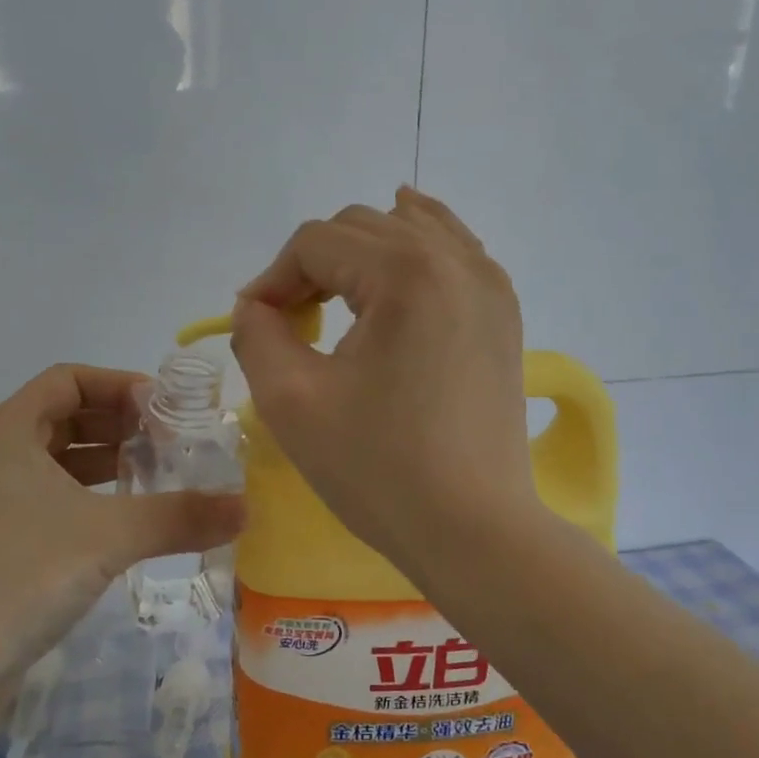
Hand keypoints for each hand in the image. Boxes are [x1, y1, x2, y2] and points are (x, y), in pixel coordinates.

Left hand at [0, 365, 244, 713]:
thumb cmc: (17, 577)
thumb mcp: (109, 537)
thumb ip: (181, 516)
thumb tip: (246, 507)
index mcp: (7, 431)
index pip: (69, 379)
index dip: (120, 385)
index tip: (166, 410)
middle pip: (62, 417)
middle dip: (118, 425)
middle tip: (170, 443)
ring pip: (54, 462)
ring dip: (104, 464)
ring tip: (154, 479)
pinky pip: (45, 500)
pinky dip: (85, 499)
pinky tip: (119, 525)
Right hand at [230, 187, 544, 574]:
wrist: (474, 530)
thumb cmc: (378, 469)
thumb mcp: (291, 400)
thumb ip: (257, 335)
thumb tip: (257, 305)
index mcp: (406, 273)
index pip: (316, 243)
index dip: (273, 278)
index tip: (256, 326)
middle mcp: (455, 260)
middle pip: (361, 228)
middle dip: (313, 266)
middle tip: (291, 323)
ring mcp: (489, 283)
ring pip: (409, 229)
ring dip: (361, 254)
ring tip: (337, 300)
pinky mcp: (502, 312)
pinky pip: (452, 251)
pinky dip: (415, 248)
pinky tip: (398, 258)